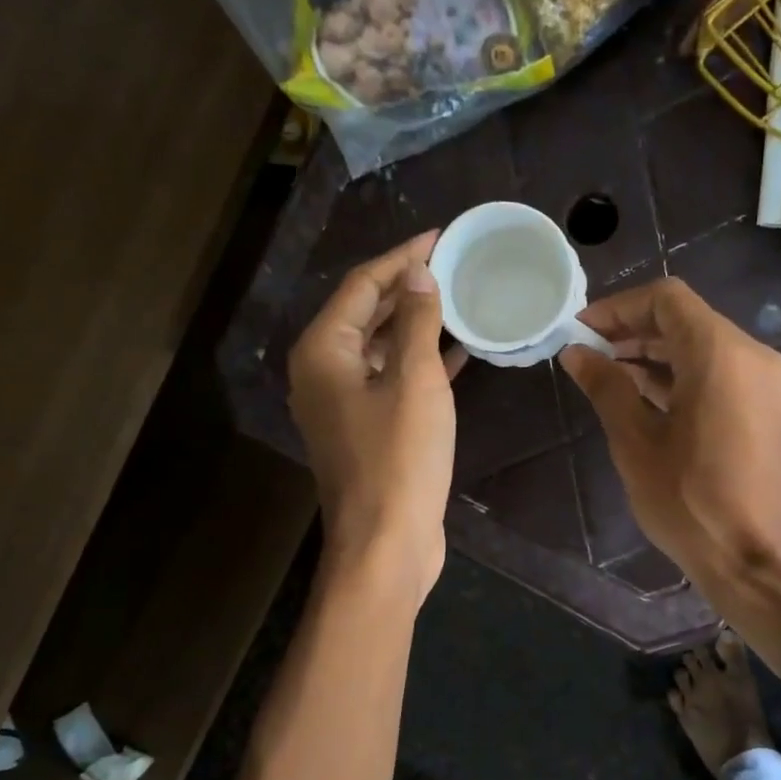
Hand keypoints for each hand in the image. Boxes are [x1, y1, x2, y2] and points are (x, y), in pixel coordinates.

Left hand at [288, 232, 462, 598]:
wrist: (386, 543)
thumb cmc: (400, 459)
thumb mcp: (415, 381)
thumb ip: (415, 322)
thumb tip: (418, 276)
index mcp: (323, 352)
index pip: (361, 286)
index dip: (401, 257)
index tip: (439, 236)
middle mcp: (322, 372)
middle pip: (365, 313)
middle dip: (407, 287)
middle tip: (452, 265)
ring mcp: (342, 405)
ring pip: (380, 347)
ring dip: (415, 325)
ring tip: (458, 301)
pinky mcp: (365, 430)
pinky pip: (391, 380)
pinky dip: (419, 363)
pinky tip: (456, 352)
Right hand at [559, 278, 780, 591]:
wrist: (753, 559)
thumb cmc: (688, 501)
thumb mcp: (635, 441)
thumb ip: (606, 386)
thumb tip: (576, 353)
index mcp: (720, 354)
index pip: (665, 299)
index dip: (618, 307)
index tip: (582, 331)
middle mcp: (750, 355)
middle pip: (685, 319)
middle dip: (633, 330)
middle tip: (587, 353)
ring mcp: (762, 381)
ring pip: (701, 345)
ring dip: (654, 353)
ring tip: (605, 374)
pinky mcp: (763, 406)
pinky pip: (716, 372)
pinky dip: (679, 374)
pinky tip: (640, 395)